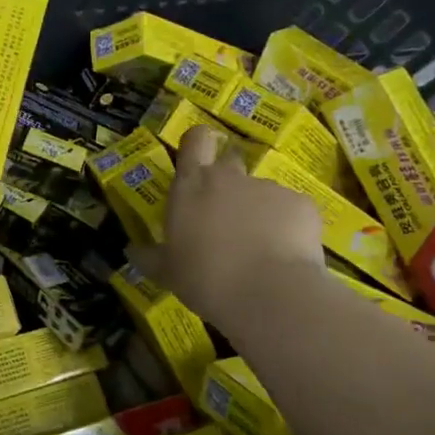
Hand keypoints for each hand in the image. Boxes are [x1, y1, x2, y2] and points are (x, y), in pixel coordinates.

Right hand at [134, 125, 331, 330]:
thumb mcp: (167, 272)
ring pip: (261, 193)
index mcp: (191, 186)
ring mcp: (268, 188)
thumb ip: (150, 257)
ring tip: (260, 249)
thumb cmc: (204, 278)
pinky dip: (288, 228)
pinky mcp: (302, 204)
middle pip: (230, 161)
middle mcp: (229, 177)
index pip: (195, 140)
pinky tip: (286, 256)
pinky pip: (291, 211)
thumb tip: (132, 251)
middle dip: (229, 182)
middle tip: (227, 216)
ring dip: (259, 212)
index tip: (199, 157)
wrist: (268, 294)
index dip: (198, 143)